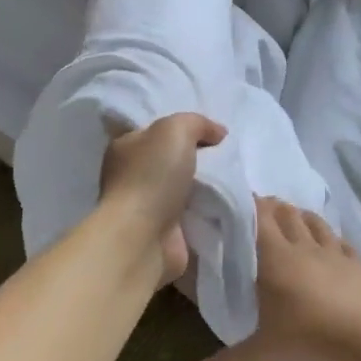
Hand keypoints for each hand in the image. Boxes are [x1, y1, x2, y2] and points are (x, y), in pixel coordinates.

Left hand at [100, 113, 226, 282]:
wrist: (144, 237)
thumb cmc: (152, 176)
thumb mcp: (176, 129)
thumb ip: (197, 123)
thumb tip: (218, 133)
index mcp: (125, 147)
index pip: (155, 131)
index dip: (182, 128)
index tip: (212, 133)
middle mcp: (131, 175)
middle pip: (172, 159)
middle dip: (198, 158)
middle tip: (228, 155)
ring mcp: (146, 206)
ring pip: (184, 187)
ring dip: (206, 186)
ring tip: (235, 179)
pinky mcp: (164, 231)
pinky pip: (192, 213)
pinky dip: (207, 210)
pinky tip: (227, 203)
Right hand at [188, 198, 360, 360]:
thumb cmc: (309, 344)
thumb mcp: (262, 358)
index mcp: (275, 259)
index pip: (258, 217)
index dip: (248, 204)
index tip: (237, 201)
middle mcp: (304, 247)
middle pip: (286, 214)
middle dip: (272, 208)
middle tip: (259, 212)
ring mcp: (335, 254)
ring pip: (314, 222)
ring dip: (300, 217)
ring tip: (291, 220)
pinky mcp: (359, 266)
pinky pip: (341, 242)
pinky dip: (330, 238)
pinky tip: (330, 245)